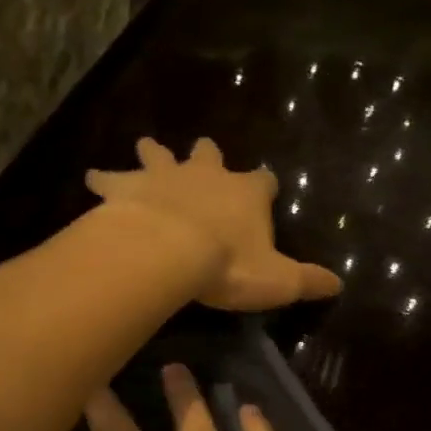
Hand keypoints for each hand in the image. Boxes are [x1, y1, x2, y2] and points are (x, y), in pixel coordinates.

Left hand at [87, 138, 340, 311]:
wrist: (169, 251)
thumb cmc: (227, 265)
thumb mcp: (277, 280)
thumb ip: (307, 281)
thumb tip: (338, 285)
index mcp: (245, 193)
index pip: (264, 181)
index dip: (265, 185)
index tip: (265, 189)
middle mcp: (206, 175)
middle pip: (209, 155)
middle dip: (208, 154)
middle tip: (204, 152)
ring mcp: (165, 176)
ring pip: (159, 154)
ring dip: (153, 152)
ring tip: (145, 146)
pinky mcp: (128, 186)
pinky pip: (112, 178)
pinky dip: (103, 179)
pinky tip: (92, 179)